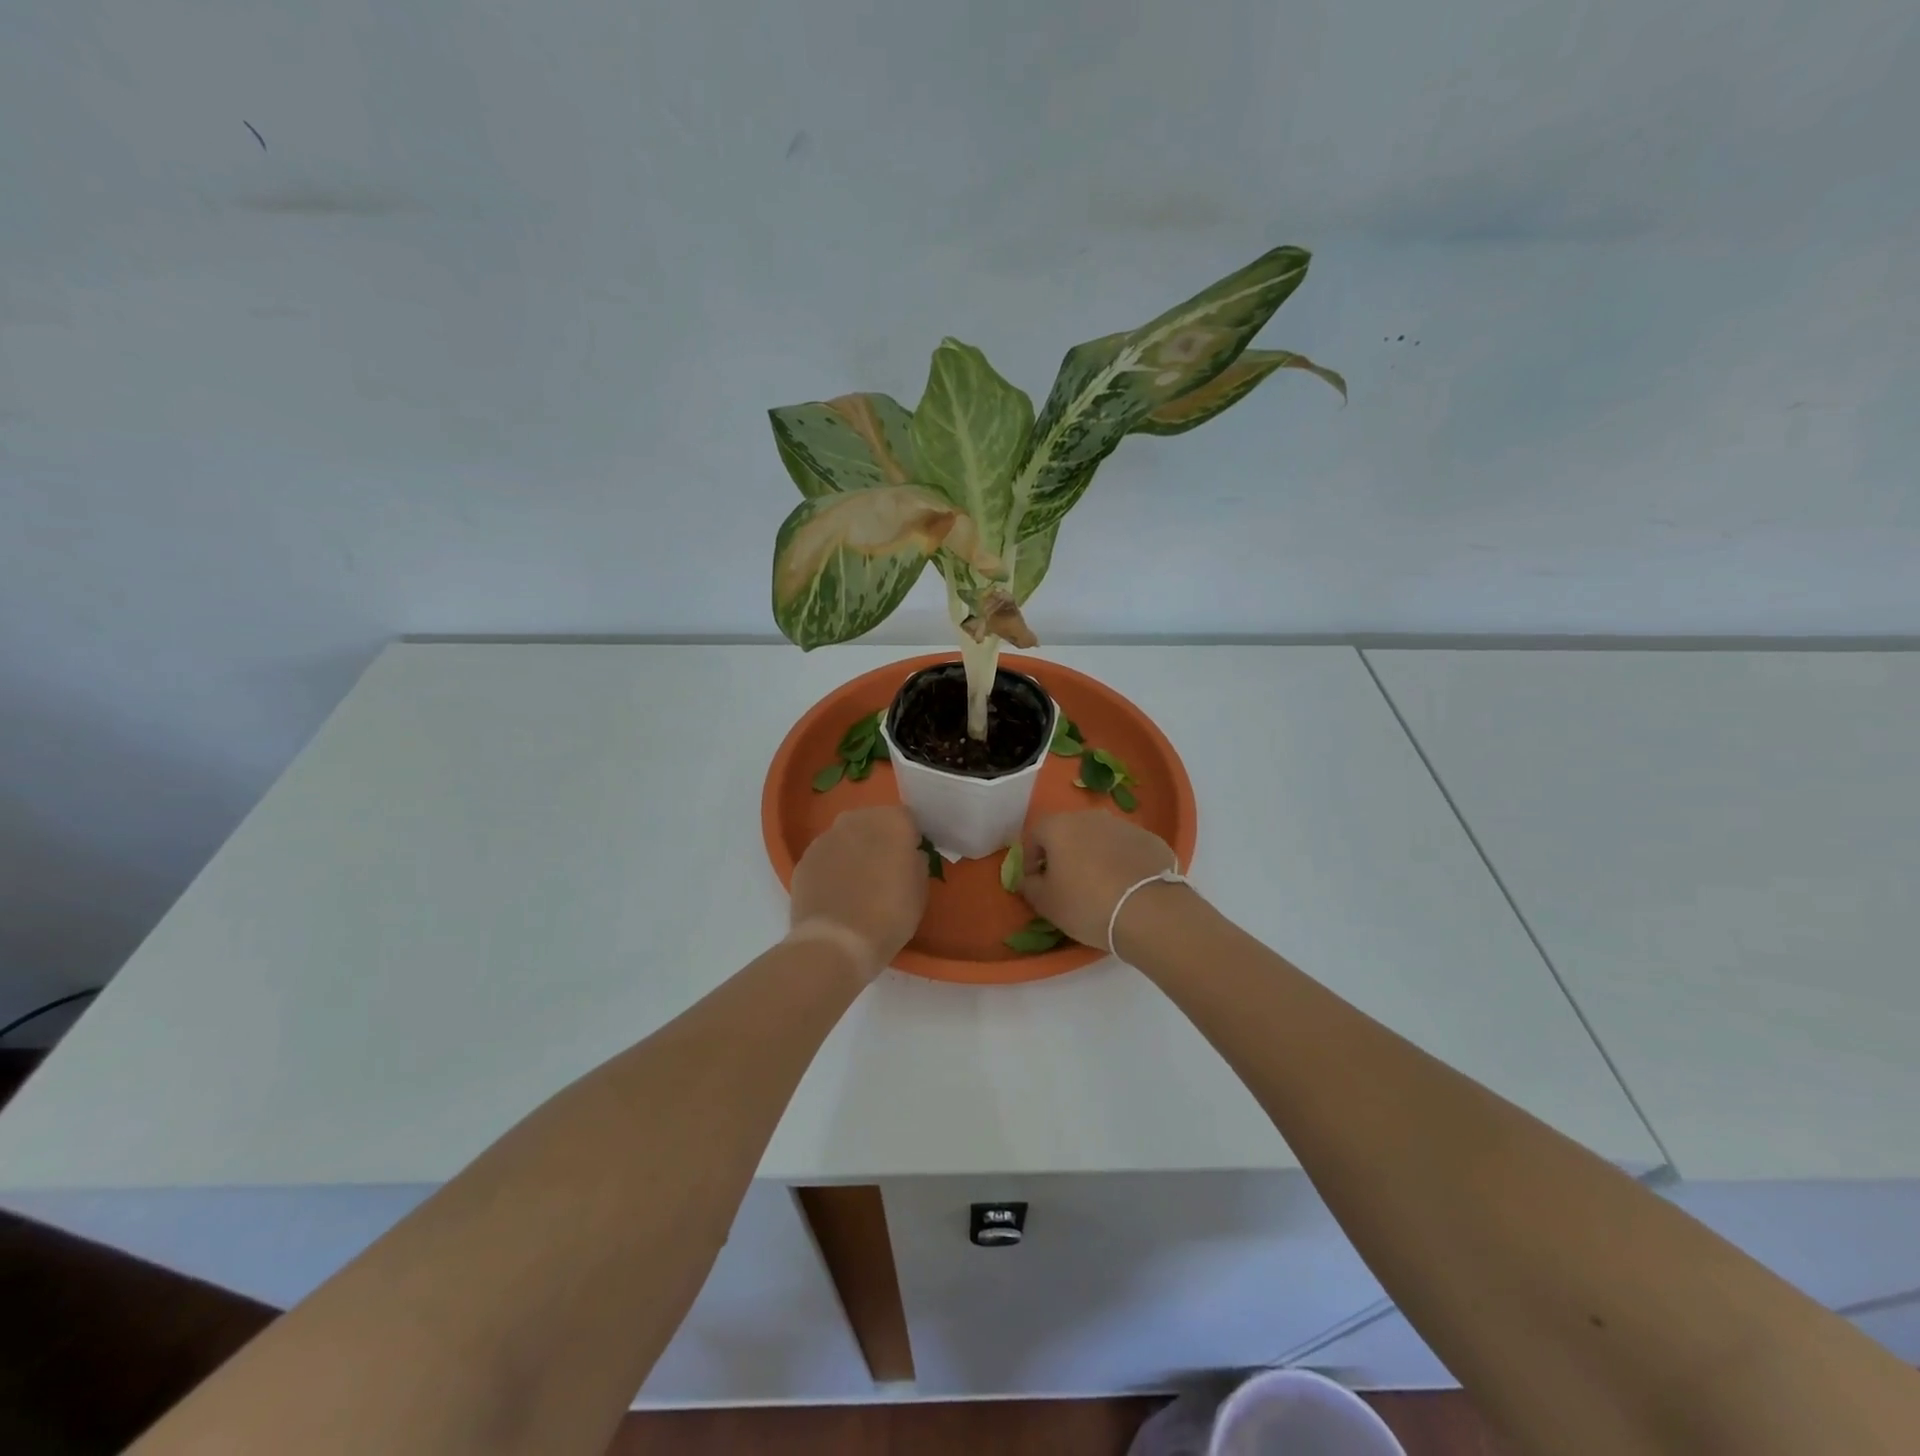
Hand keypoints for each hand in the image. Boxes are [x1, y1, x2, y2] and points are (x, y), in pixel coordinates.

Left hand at [788, 805, 927, 977]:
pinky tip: (836, 894)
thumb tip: (909, 855)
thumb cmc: (889, 915)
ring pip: (847, 837)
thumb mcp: (920, 890)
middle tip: (884, 870)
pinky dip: (832, 867)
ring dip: (854, 851)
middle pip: (873, 822)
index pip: (906, 819)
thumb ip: (916, 862)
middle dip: (879, 839)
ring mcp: (826, 837)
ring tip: (858, 885)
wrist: (836, 943)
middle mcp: (856, 819)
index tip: (910, 860)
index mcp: (891, 821)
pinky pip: (826, 856)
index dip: (909, 838)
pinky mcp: (804, 858)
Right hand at [1021, 810, 1179, 949]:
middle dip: (1064, 853)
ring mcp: (1124, 825)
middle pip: (1069, 832)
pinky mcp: (1150, 839)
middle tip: (1067, 882)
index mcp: (1059, 826)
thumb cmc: (1086, 905)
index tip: (1037, 881)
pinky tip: (1125, 886)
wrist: (1148, 911)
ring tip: (1099, 886)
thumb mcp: (1046, 903)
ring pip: (1100, 838)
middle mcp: (1090, 816)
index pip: (1035, 835)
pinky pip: (1126, 848)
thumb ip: (1030, 886)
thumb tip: (1030, 879)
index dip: (1031, 859)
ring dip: (1094, 855)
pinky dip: (1121, 862)